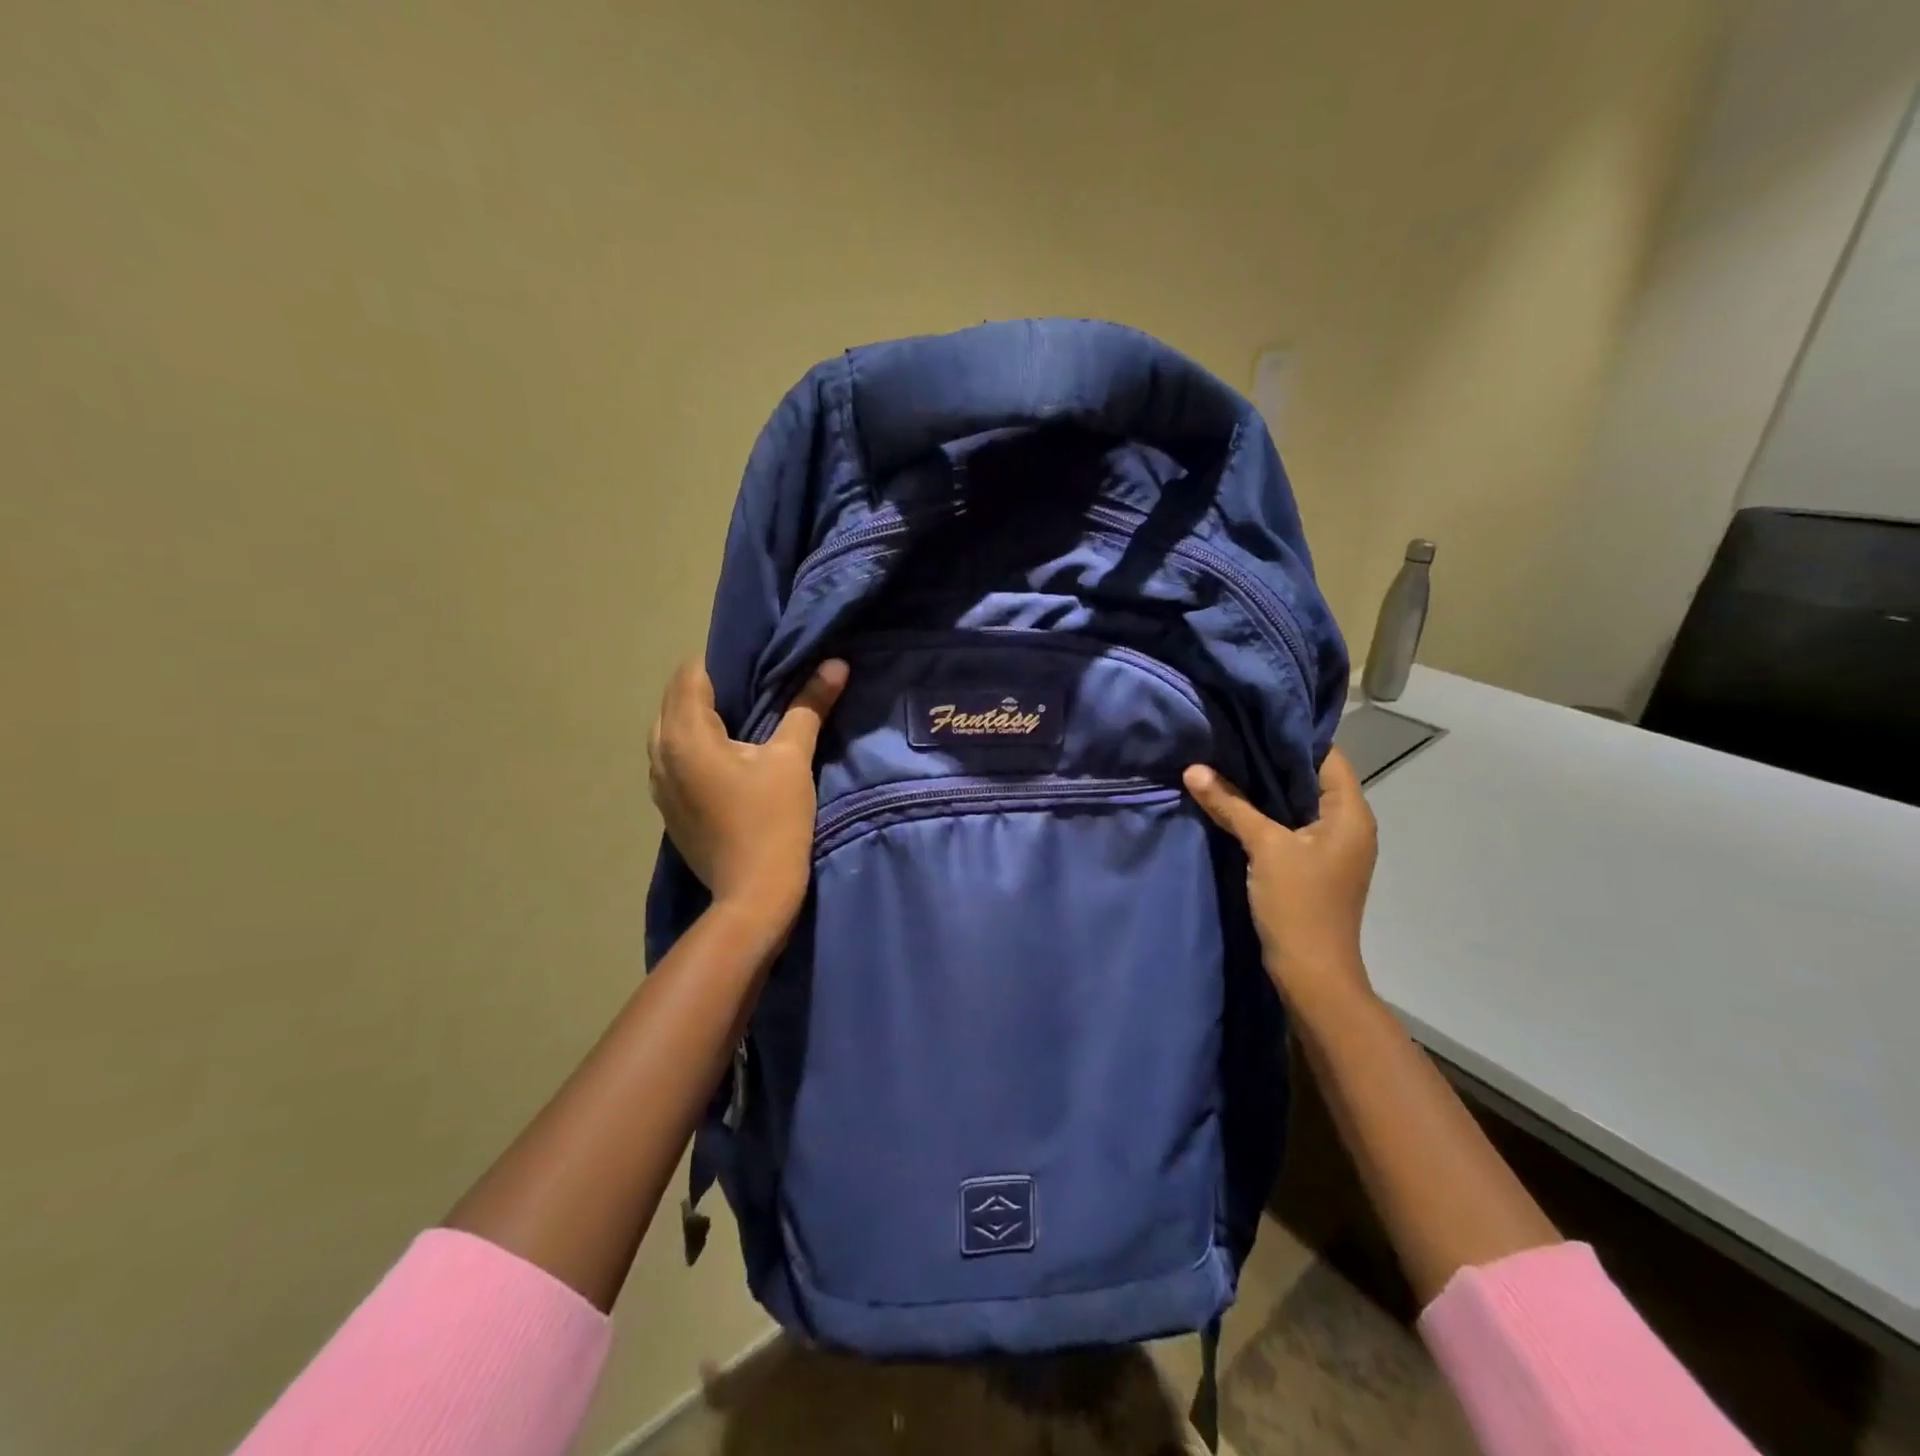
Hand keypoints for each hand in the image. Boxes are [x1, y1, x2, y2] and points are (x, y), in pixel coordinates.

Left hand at [648, 657, 848, 925]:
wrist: (754, 893)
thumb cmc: (773, 820)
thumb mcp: (793, 758)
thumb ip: (809, 706)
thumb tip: (835, 664)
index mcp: (685, 734)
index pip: (691, 673)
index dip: (722, 661)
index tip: (756, 661)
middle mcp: (660, 752)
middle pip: (676, 699)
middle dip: (710, 687)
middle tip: (755, 685)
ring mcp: (658, 783)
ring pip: (670, 728)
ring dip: (699, 716)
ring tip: (741, 718)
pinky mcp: (667, 806)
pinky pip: (673, 756)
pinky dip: (694, 744)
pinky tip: (726, 755)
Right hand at [1183, 748, 1377, 1011]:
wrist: (1311, 974)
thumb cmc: (1299, 904)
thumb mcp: (1264, 848)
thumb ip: (1231, 805)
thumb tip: (1194, 769)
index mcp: (1350, 813)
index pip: (1326, 756)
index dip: (1291, 736)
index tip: (1251, 719)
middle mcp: (1347, 824)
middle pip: (1310, 778)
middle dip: (1270, 761)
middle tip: (1228, 738)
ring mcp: (1330, 847)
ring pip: (1296, 803)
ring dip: (1264, 788)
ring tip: (1225, 763)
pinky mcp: (1311, 865)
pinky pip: (1288, 825)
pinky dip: (1264, 813)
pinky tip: (1233, 804)